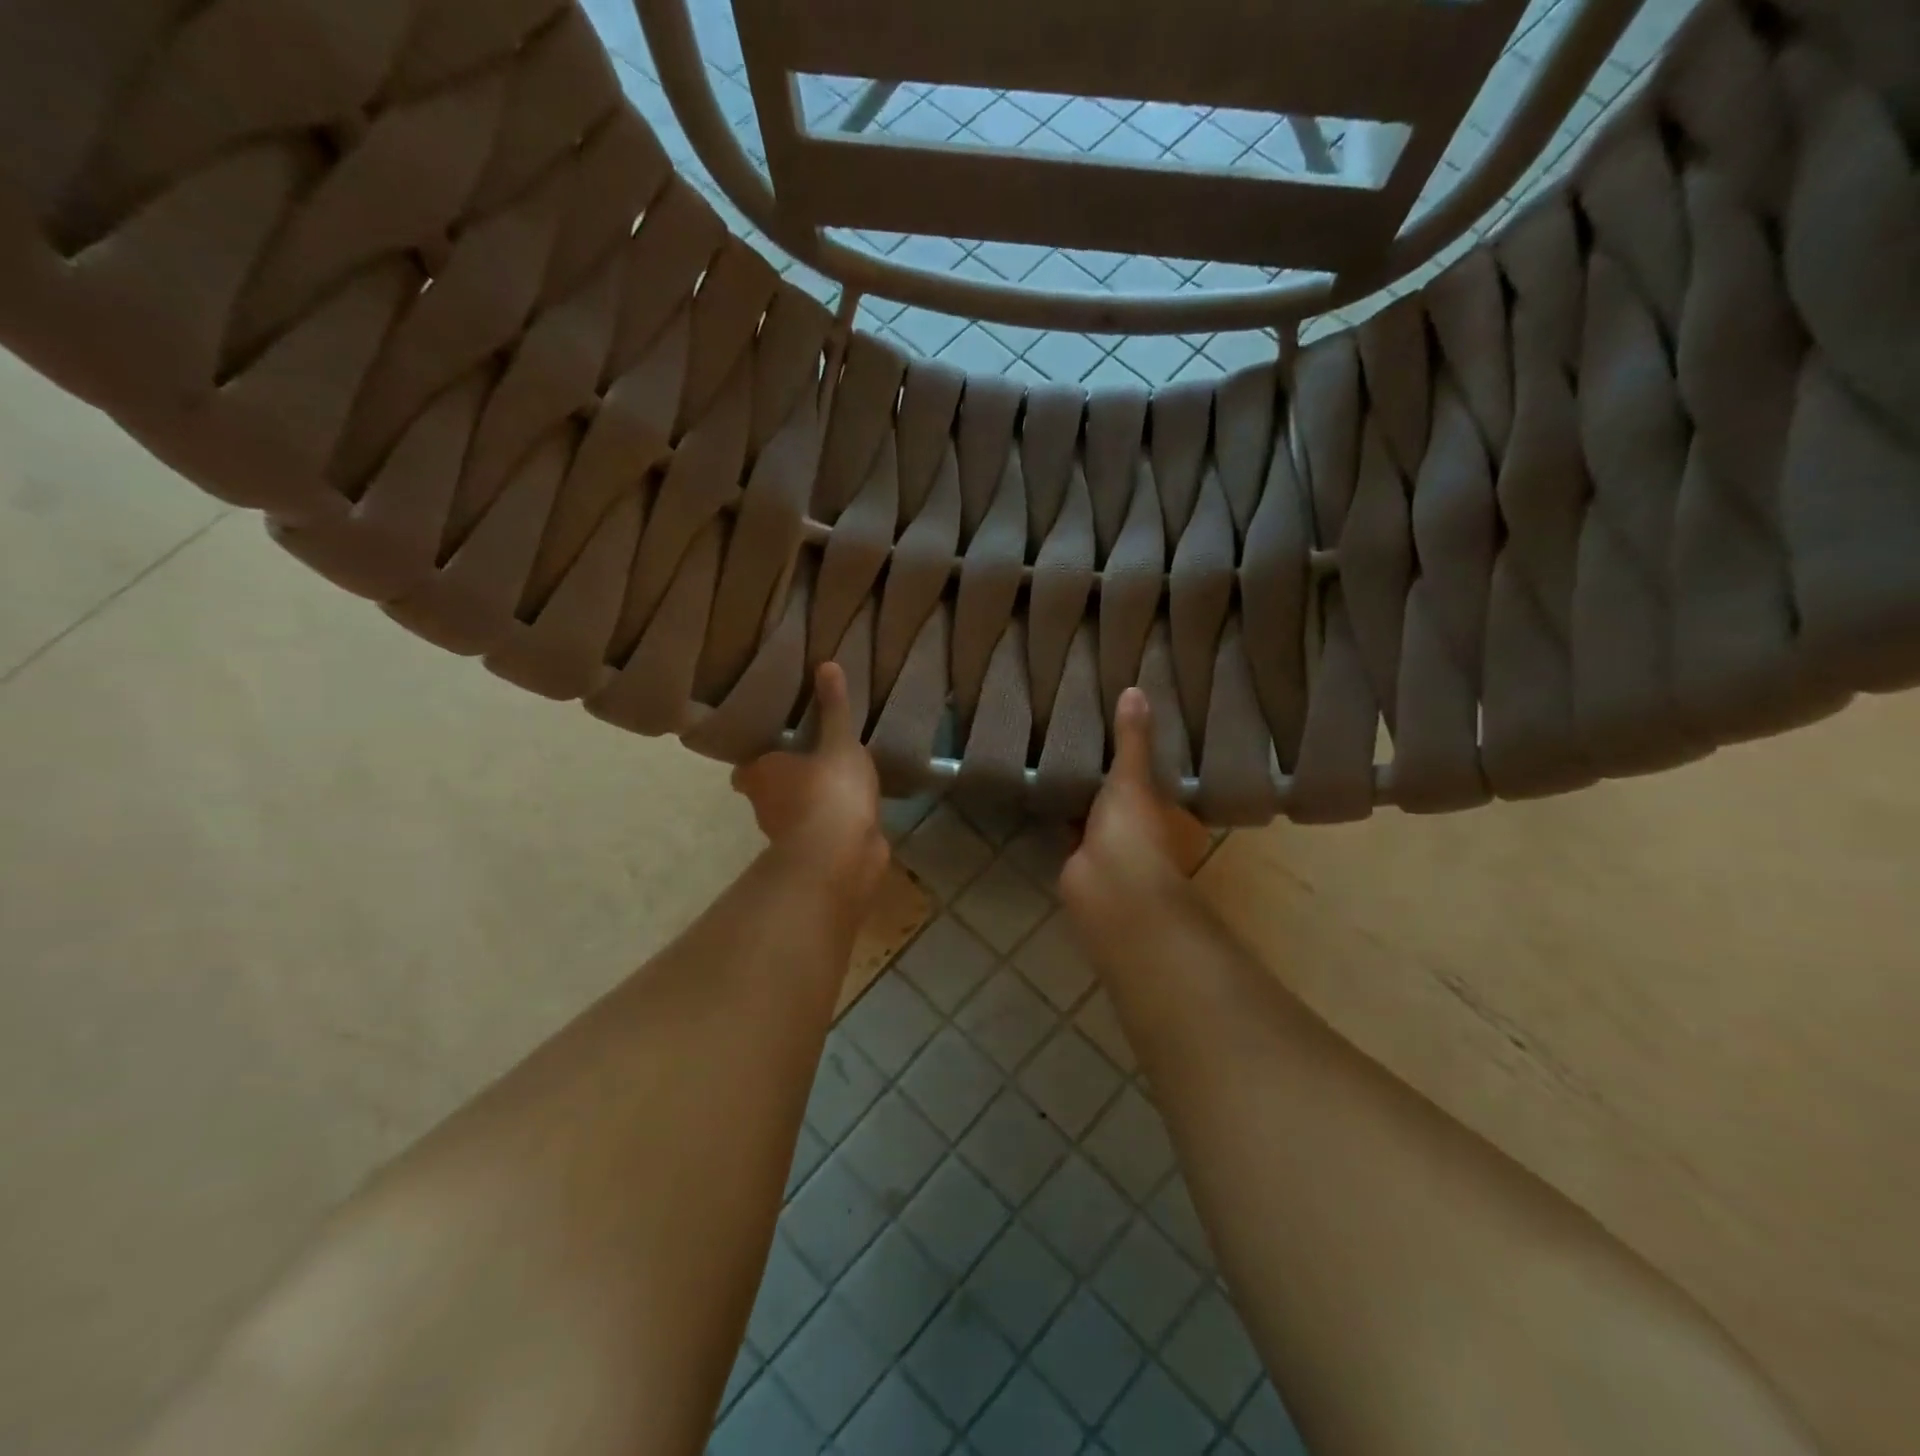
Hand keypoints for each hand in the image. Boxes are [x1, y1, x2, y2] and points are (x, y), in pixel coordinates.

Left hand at [731, 662, 887, 911]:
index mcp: (760, 774)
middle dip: (786, 778)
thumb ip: (834, 708)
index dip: (759, 757)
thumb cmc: (829, 790)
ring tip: (836, 779)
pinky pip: (822, 830)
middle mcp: (765, 805)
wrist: (840, 856)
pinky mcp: (816, 854)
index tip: (778, 744)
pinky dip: (831, 822)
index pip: (747, 766)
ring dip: (810, 801)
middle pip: (768, 788)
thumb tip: (826, 663)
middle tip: (810, 756)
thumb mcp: (839, 741)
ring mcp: (789, 834)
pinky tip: (853, 809)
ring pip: (794, 812)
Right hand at [1061, 687, 1198, 928]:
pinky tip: (1051, 795)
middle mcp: (1153, 841)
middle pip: (1132, 806)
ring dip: (1089, 804)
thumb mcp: (1134, 776)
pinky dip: (1066, 819)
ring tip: (1070, 765)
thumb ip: (1132, 738)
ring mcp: (1118, 855)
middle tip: (1094, 748)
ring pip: (1103, 821)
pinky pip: (1076, 834)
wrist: (1108, 888)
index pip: (1164, 790)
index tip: (1130, 743)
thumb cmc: (1135, 831)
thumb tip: (1136, 689)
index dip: (1149, 770)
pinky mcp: (1086, 863)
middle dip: (1115, 787)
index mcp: (1177, 822)